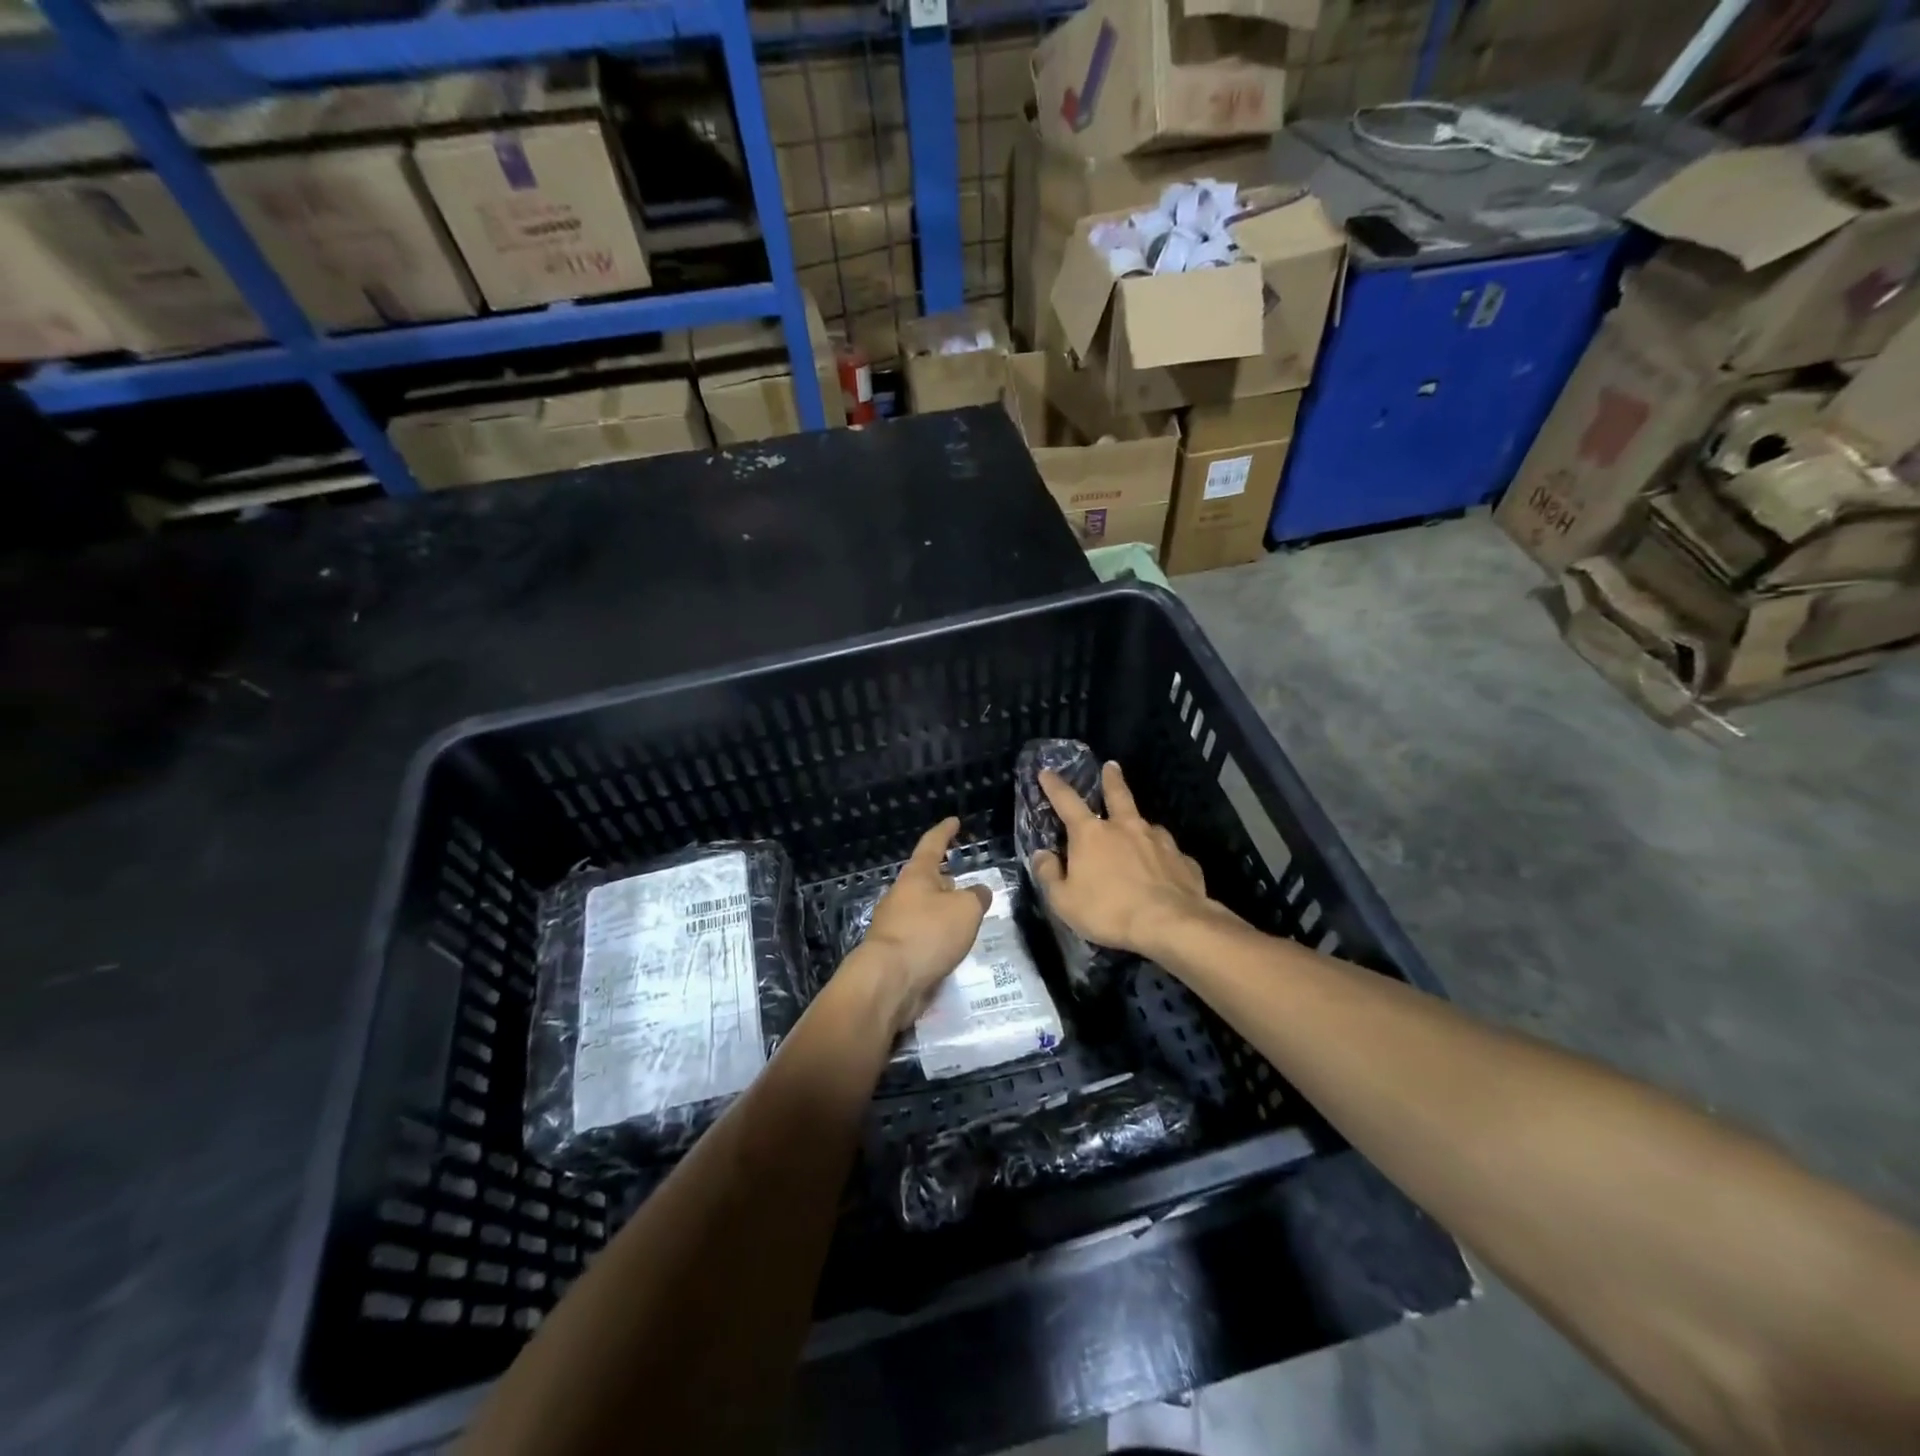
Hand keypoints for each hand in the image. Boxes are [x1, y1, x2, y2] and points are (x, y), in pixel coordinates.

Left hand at [855, 817, 992, 1032]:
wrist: (889, 981)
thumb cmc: (928, 934)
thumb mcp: (965, 910)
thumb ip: (976, 897)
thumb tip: (979, 892)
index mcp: (916, 876)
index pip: (932, 844)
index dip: (945, 832)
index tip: (954, 821)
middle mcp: (902, 895)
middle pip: (925, 879)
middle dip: (944, 878)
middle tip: (965, 881)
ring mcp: (895, 924)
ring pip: (924, 909)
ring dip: (942, 910)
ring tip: (966, 917)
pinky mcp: (895, 952)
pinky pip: (922, 935)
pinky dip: (937, 936)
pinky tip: (951, 946)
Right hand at [1032, 762, 1219, 956]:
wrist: (1170, 923)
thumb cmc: (1109, 911)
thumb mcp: (1064, 901)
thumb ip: (1049, 875)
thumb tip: (1042, 855)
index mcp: (1091, 834)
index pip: (1067, 802)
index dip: (1055, 786)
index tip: (1047, 771)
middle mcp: (1126, 827)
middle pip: (1117, 795)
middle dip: (1112, 779)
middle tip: (1112, 766)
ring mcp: (1159, 840)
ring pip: (1146, 824)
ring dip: (1139, 824)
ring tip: (1139, 832)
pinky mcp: (1182, 859)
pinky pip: (1168, 853)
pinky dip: (1161, 856)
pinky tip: (1163, 870)